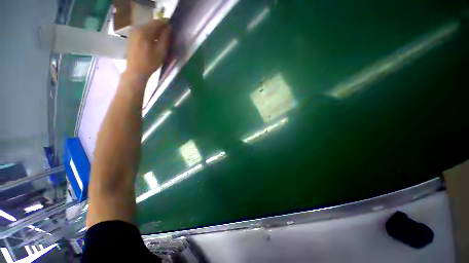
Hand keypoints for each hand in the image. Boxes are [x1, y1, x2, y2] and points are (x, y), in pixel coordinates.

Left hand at [125, 20, 170, 78]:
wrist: (135, 71)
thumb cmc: (150, 63)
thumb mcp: (161, 51)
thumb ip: (165, 38)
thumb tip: (169, 28)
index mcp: (144, 31)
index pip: (157, 22)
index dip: (166, 23)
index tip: (173, 27)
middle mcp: (137, 28)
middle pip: (151, 24)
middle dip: (160, 28)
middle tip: (168, 34)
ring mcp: (133, 32)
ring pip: (147, 28)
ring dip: (155, 31)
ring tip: (162, 39)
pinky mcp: (131, 37)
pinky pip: (142, 32)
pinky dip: (149, 34)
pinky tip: (153, 41)